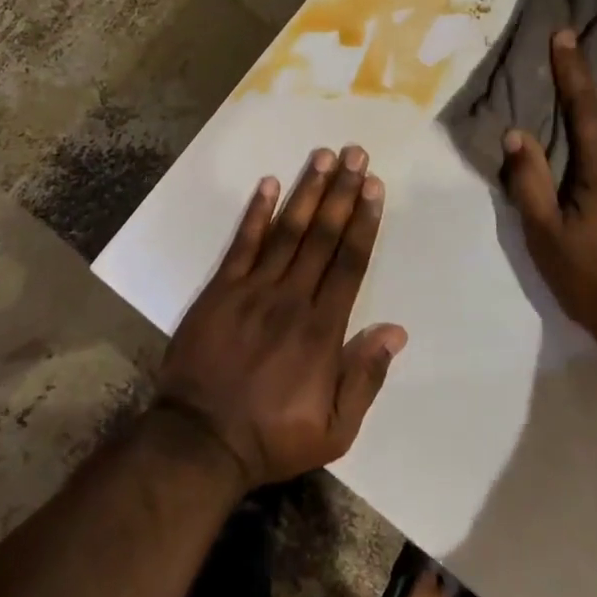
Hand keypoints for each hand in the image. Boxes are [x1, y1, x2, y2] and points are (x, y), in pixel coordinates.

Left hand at [156, 147, 406, 488]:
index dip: (364, 222)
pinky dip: (256, 212)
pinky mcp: (220, 290)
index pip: (349, 263)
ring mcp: (252, 290)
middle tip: (356, 154)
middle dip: (342, 192)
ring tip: (324, 156)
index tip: (374, 186)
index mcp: (322, 330)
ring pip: (287, 231)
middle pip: (322, 236)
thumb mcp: (335, 430)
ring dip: (307, 191)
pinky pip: (242, 244)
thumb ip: (365, 377)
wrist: (199, 442)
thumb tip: (396, 331)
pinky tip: (269, 183)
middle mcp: (291, 298)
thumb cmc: (272, 437)